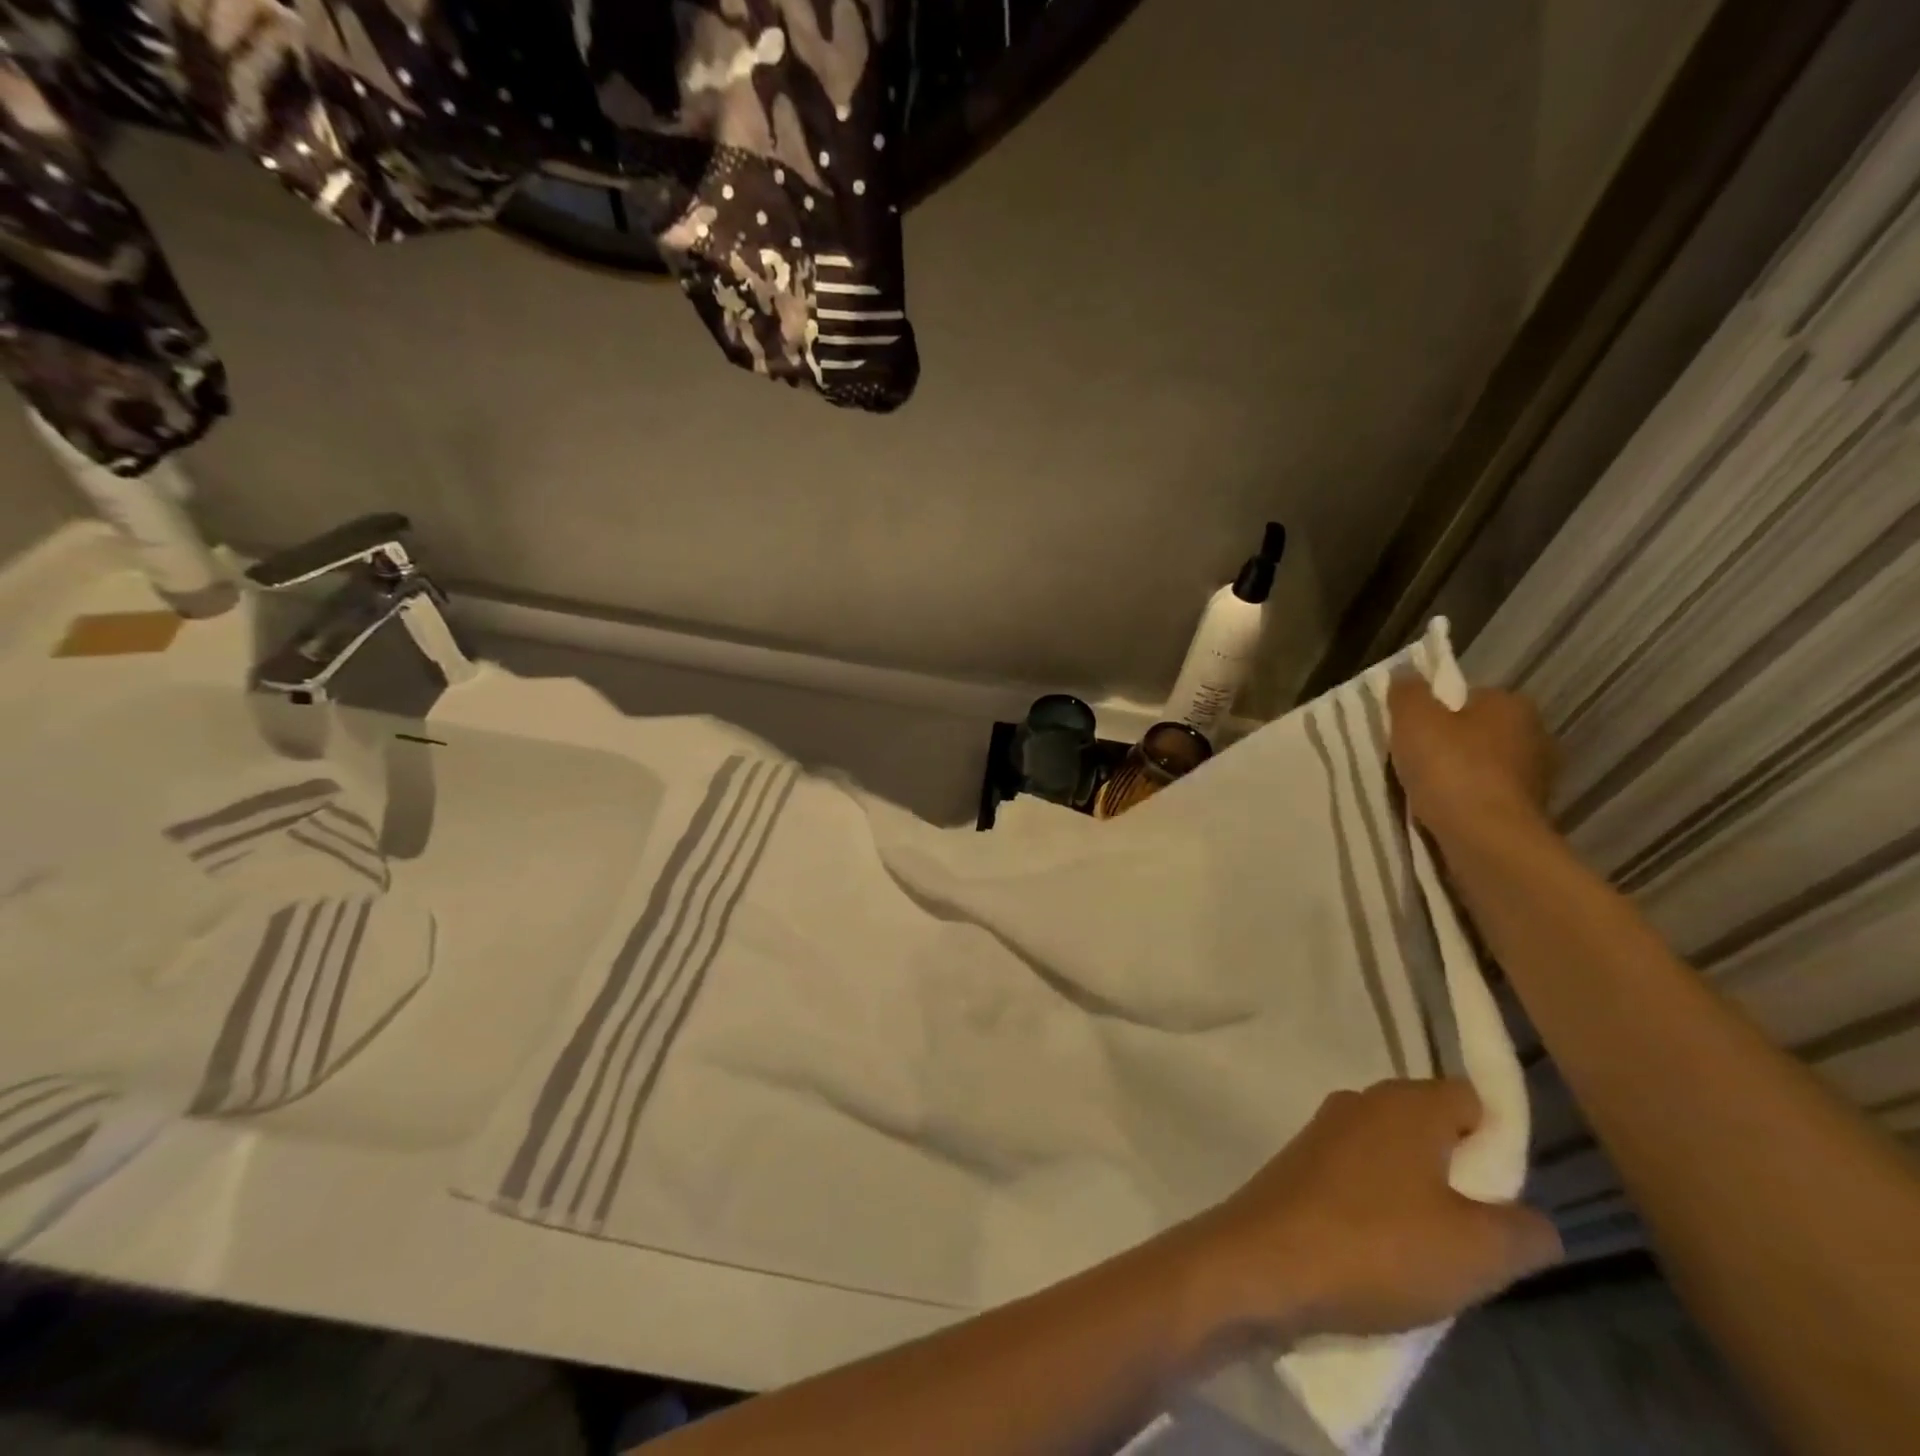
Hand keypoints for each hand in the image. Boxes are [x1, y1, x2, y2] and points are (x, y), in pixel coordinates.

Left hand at [1190, 1080, 1561, 1339]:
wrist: (1264, 1262)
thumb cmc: (1378, 1246)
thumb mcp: (1480, 1252)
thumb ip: (1525, 1230)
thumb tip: (1531, 1218)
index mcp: (1405, 1102)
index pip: (1472, 1099)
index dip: (1500, 1145)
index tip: (1508, 1199)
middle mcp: (1361, 1101)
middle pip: (1433, 1128)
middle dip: (1463, 1178)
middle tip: (1477, 1239)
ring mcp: (1325, 1129)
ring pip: (1396, 1156)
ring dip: (1422, 1199)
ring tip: (1432, 1258)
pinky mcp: (1301, 1161)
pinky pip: (1361, 1176)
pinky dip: (1381, 1208)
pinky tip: (1384, 1255)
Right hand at [1387, 677, 1556, 847]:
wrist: (1485, 839)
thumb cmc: (1450, 767)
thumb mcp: (1412, 718)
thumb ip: (1407, 692)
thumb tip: (1406, 675)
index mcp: (1512, 705)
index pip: (1468, 696)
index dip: (1435, 710)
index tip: (1410, 730)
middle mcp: (1535, 736)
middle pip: (1477, 732)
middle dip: (1449, 743)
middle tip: (1411, 759)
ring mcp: (1538, 779)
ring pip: (1484, 767)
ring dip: (1458, 776)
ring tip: (1422, 790)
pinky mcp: (1529, 814)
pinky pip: (1487, 799)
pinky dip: (1467, 803)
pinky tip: (1441, 813)